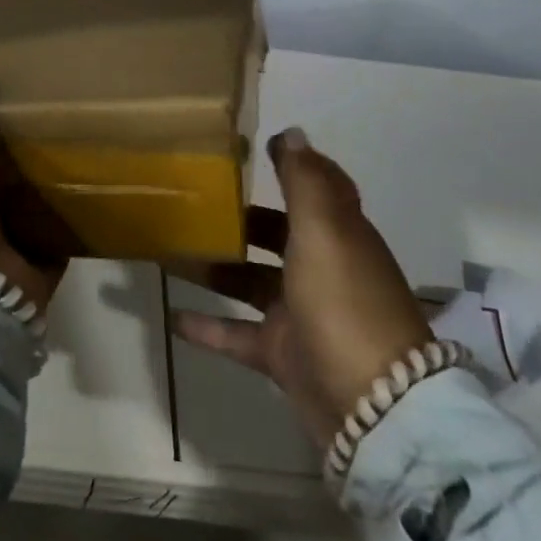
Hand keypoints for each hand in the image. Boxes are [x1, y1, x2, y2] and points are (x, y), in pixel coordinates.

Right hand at [170, 127, 433, 446]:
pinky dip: (207, 326)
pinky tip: (171, 315)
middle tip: (190, 200)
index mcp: (337, 234)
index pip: (316, 189)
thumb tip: (291, 132)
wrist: (374, 409)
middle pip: (275, 234)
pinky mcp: (283, 354)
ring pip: (248, 280)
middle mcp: (320, 268)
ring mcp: (301, 313)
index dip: (292, 167)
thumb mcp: (324, 230)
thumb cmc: (344, 301)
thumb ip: (305, 180)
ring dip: (214, 267)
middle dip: (239, 218)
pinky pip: (236, 334)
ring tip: (167, 251)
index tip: (252, 148)